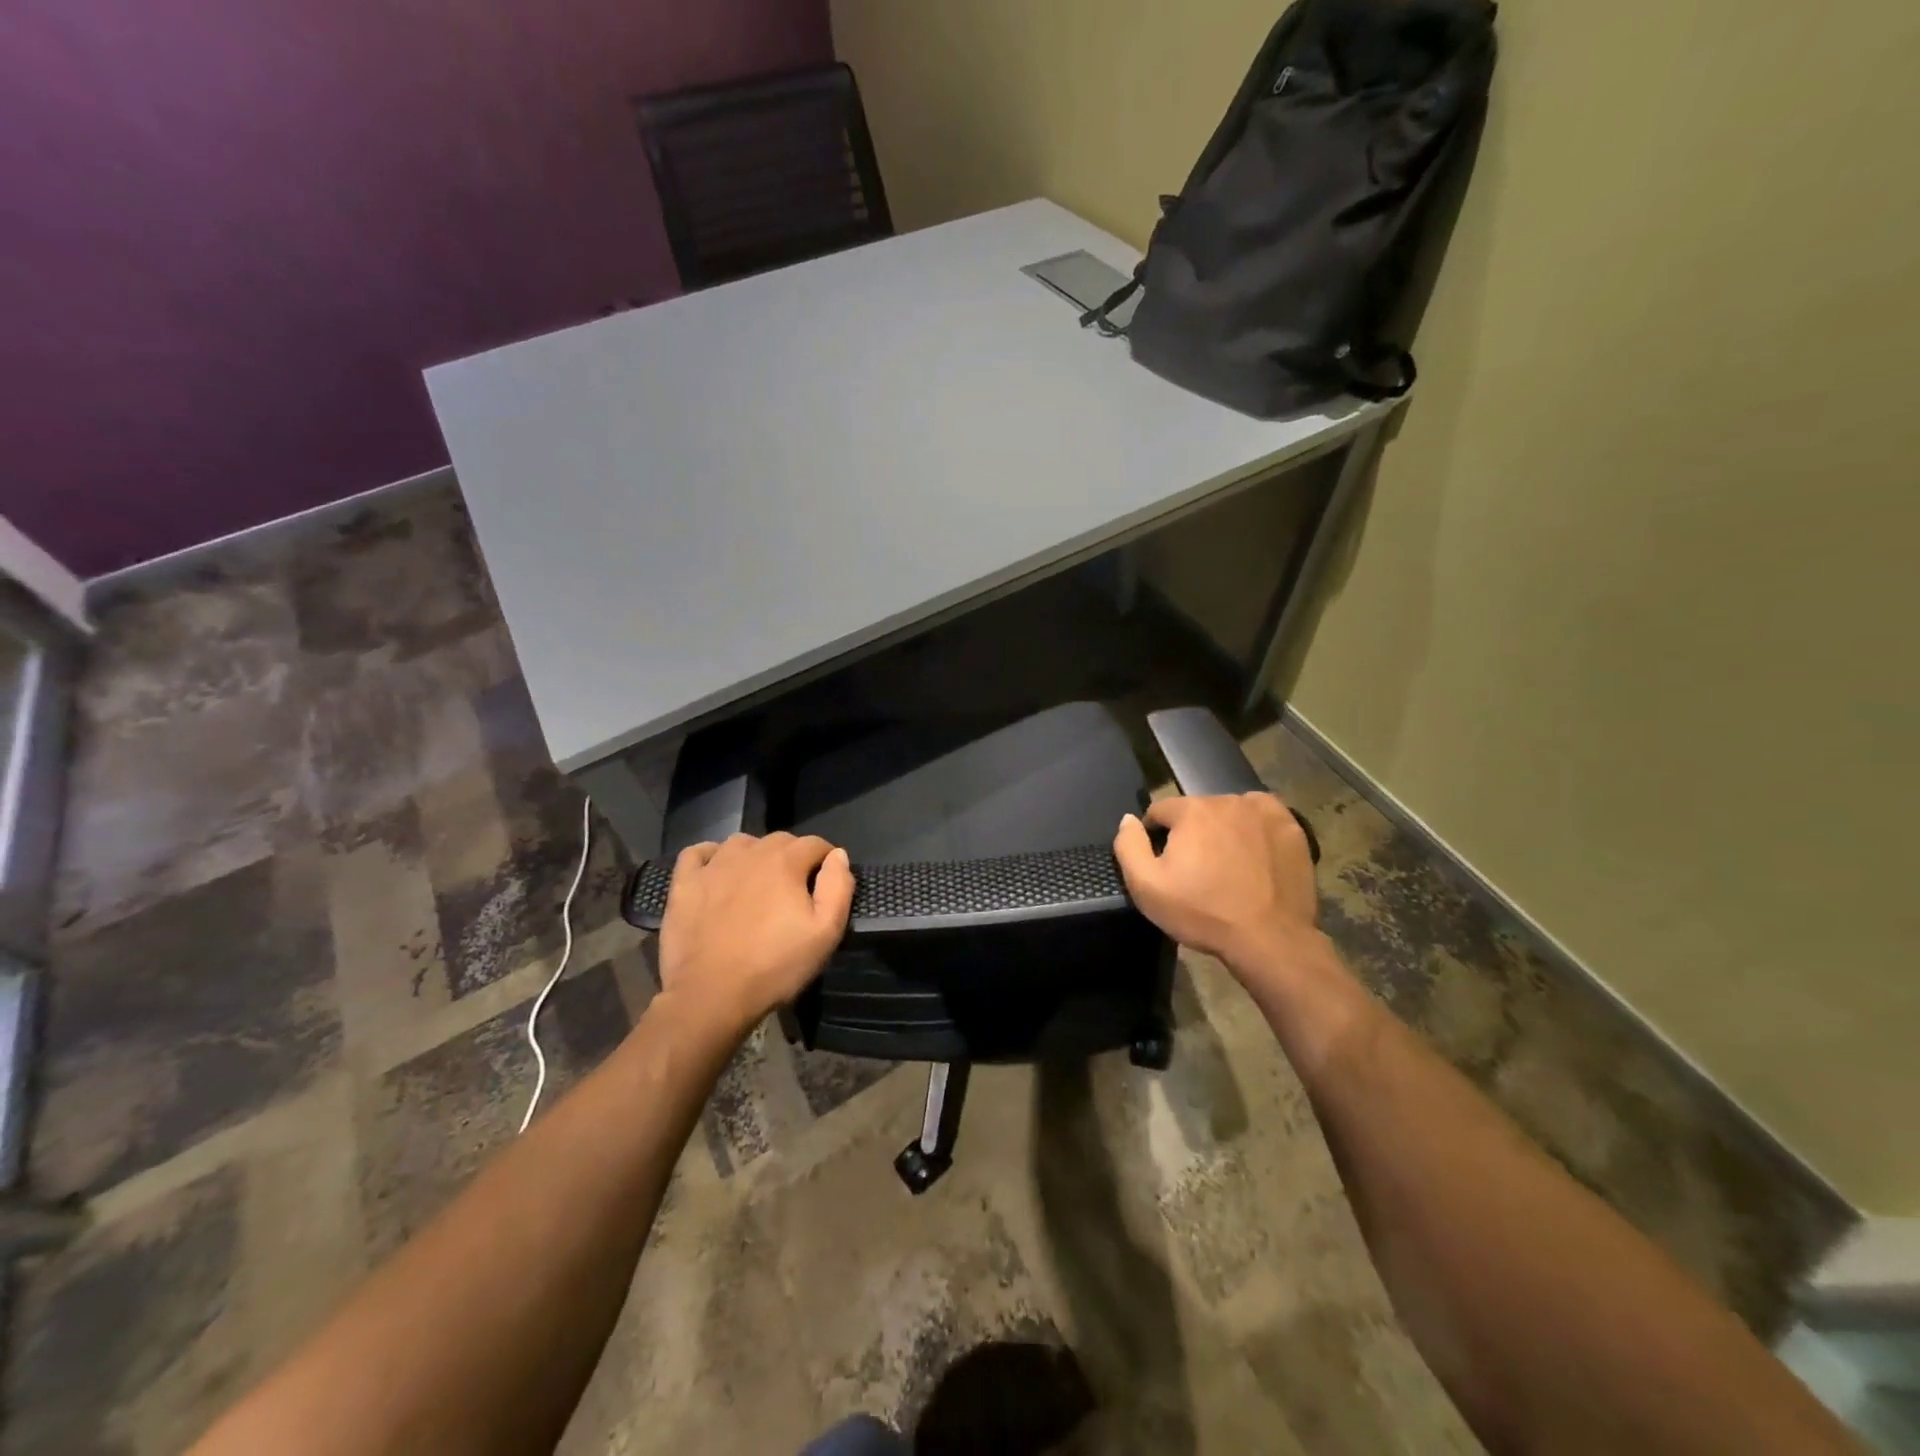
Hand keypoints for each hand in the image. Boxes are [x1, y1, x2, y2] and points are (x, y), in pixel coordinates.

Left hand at [657, 832, 854, 1041]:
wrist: (711, 995)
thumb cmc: (775, 966)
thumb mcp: (825, 932)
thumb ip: (838, 887)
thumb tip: (838, 856)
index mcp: (785, 861)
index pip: (815, 844)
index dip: (826, 860)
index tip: (827, 883)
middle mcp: (750, 852)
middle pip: (780, 840)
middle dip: (794, 857)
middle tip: (795, 890)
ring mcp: (713, 865)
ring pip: (742, 843)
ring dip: (755, 855)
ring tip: (758, 883)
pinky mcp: (684, 883)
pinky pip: (697, 853)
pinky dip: (710, 856)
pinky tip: (716, 873)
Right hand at [1112, 793, 1320, 976]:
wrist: (1269, 939)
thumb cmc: (1203, 913)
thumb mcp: (1147, 887)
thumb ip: (1129, 846)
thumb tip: (1128, 820)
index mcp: (1191, 811)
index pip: (1160, 810)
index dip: (1156, 836)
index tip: (1164, 864)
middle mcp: (1227, 800)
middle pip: (1197, 810)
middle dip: (1191, 833)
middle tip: (1197, 869)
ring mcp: (1264, 811)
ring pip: (1230, 812)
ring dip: (1222, 829)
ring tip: (1228, 864)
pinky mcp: (1291, 827)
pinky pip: (1263, 816)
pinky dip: (1254, 827)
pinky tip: (1254, 852)